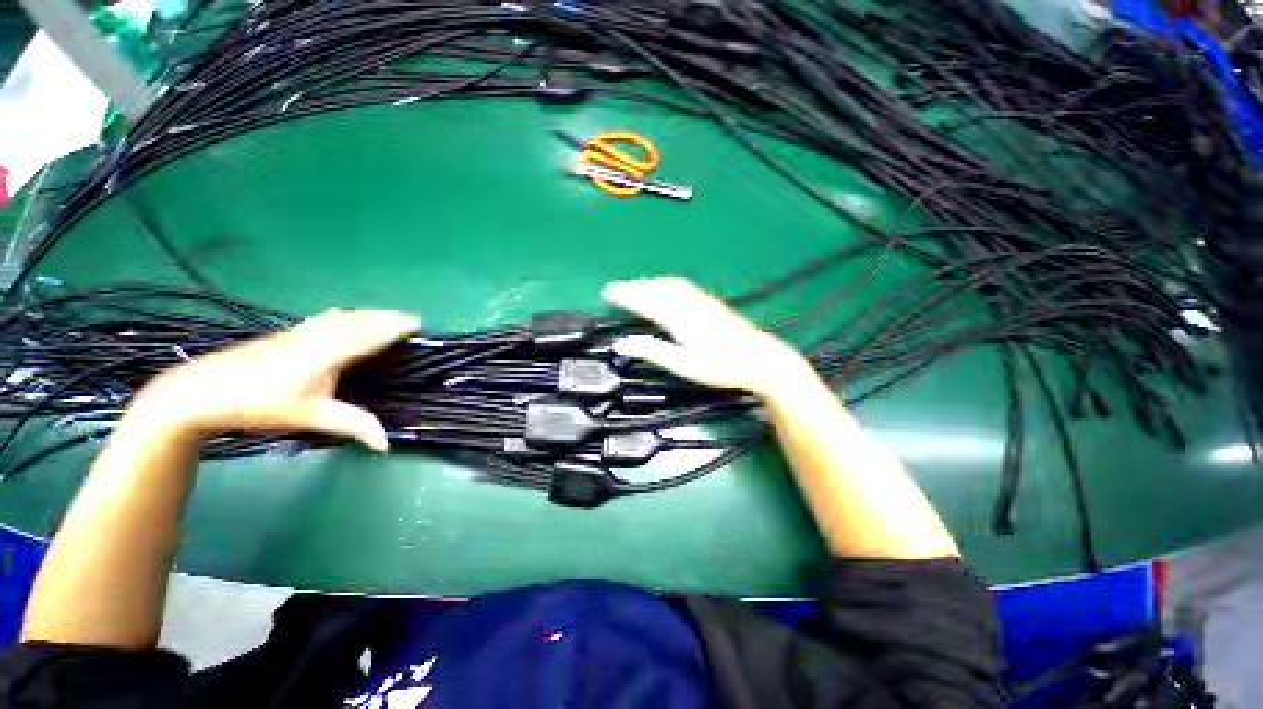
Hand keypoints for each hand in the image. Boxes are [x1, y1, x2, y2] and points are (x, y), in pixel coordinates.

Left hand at [126, 309, 420, 451]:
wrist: (200, 392)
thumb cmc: (259, 405)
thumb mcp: (310, 417)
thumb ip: (353, 425)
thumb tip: (387, 445)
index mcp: (329, 353)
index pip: (371, 334)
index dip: (395, 327)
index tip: (418, 323)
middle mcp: (318, 336)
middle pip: (359, 320)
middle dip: (387, 317)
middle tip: (410, 319)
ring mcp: (299, 332)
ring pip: (342, 317)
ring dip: (367, 314)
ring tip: (385, 316)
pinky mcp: (284, 334)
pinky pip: (324, 318)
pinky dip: (343, 315)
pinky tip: (339, 315)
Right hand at [602, 277, 816, 397]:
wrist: (759, 359)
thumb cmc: (720, 366)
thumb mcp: (683, 364)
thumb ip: (652, 351)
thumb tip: (622, 344)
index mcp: (678, 317)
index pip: (644, 300)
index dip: (624, 295)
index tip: (607, 293)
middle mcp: (688, 303)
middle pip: (655, 288)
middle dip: (633, 286)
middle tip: (615, 289)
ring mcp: (701, 300)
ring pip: (668, 284)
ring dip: (648, 283)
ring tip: (634, 287)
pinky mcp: (710, 302)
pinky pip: (681, 285)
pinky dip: (664, 283)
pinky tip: (665, 287)